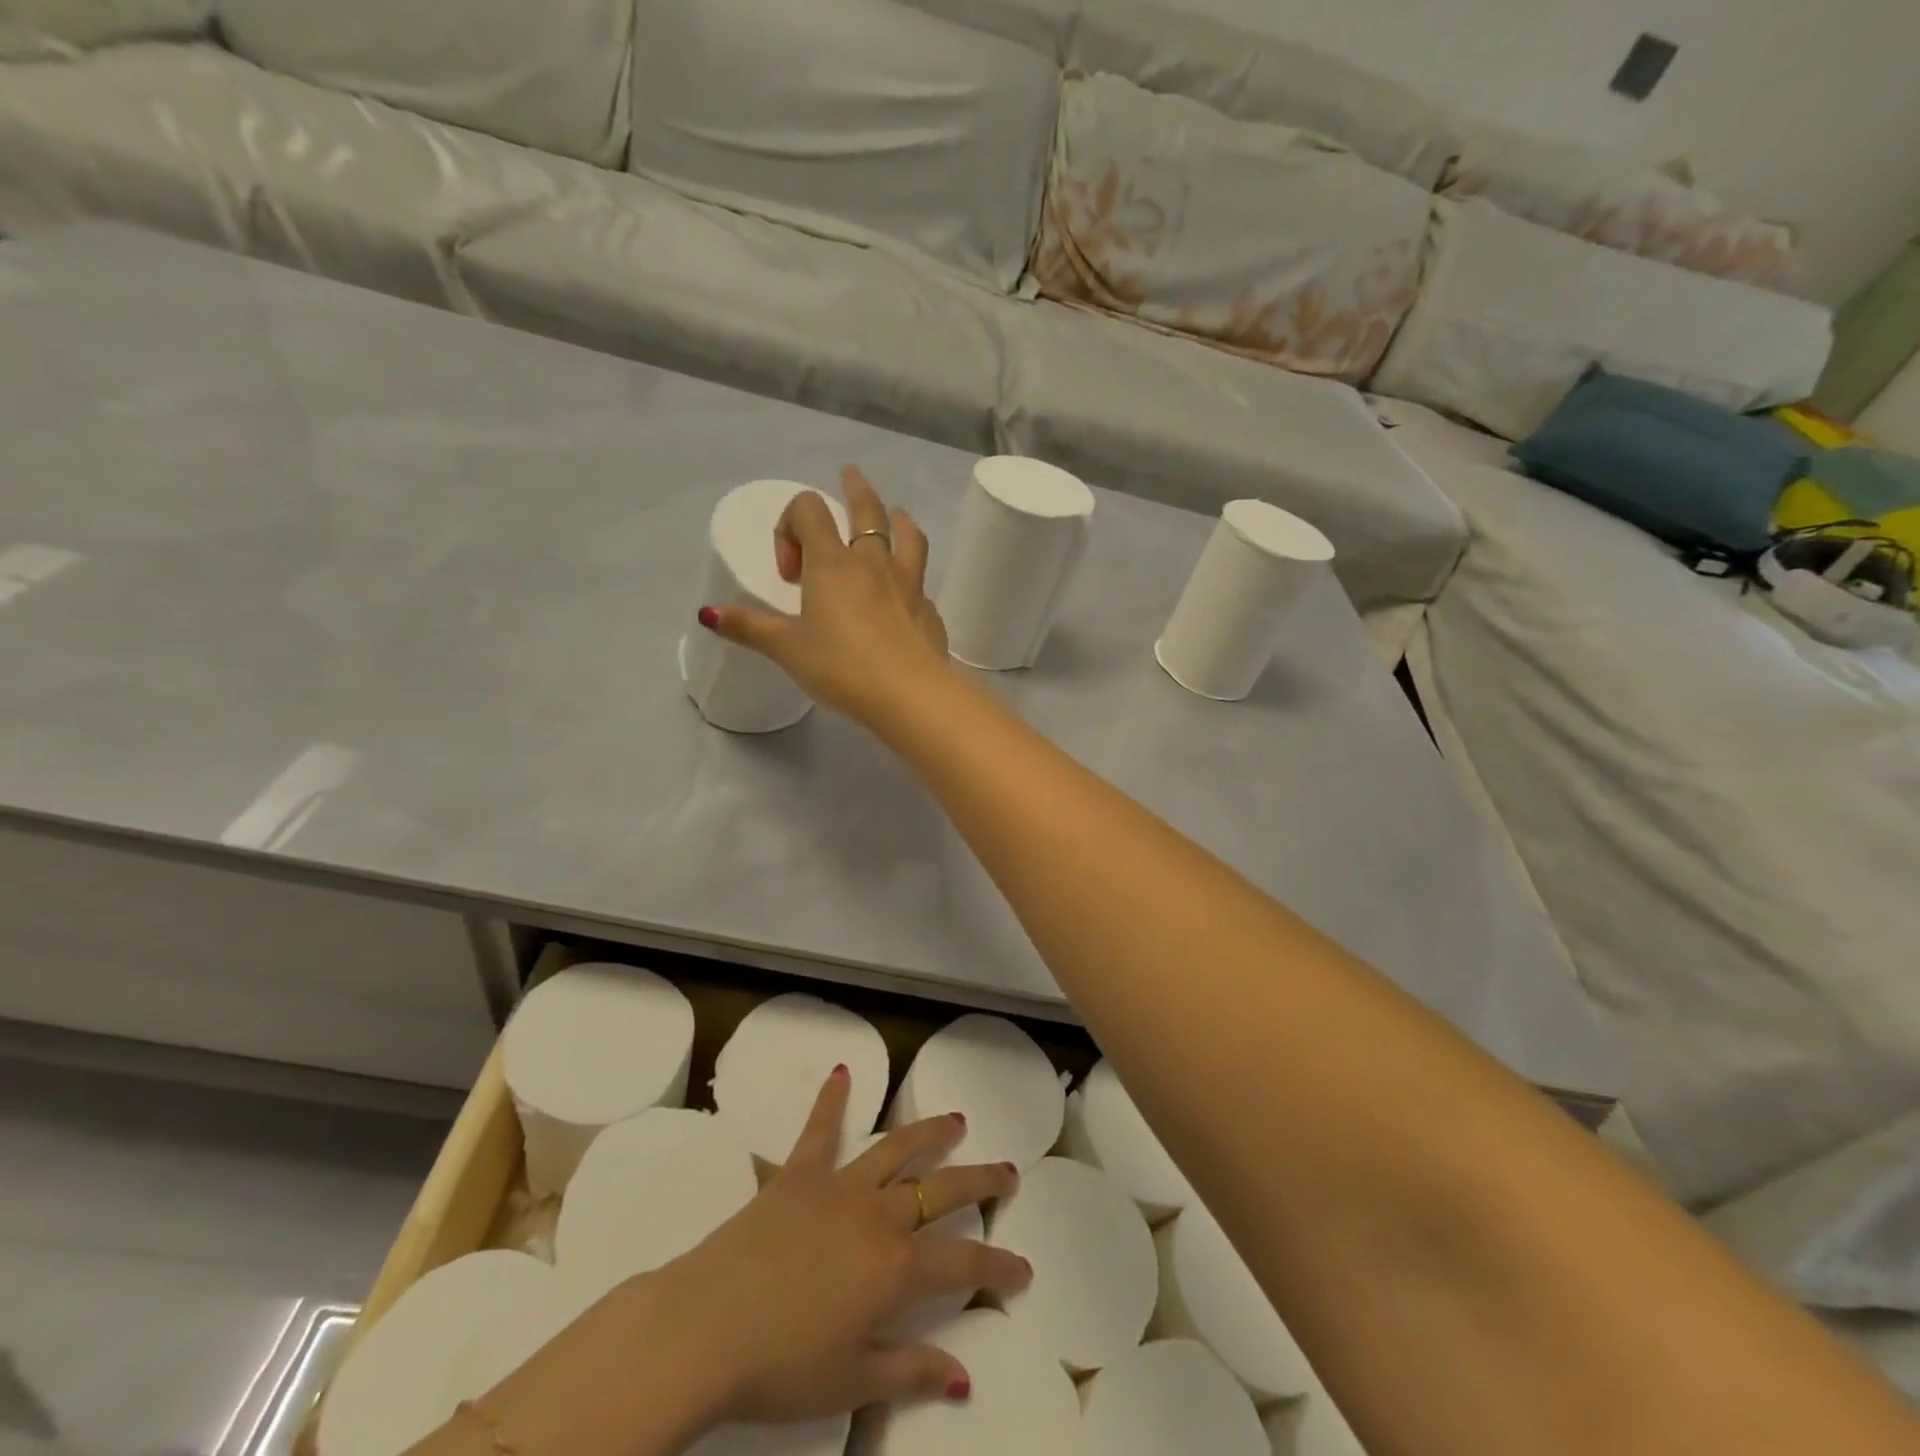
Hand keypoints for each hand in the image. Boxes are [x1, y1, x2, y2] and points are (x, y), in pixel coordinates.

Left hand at [649, 1068, 1028, 1427]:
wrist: (706, 1326)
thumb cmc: (781, 1365)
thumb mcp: (852, 1381)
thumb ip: (910, 1371)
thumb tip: (962, 1377)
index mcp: (895, 1269)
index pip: (963, 1265)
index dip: (998, 1267)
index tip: (1023, 1269)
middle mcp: (877, 1216)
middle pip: (940, 1190)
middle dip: (979, 1181)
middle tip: (1008, 1171)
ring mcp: (838, 1187)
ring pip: (895, 1150)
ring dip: (929, 1133)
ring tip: (955, 1120)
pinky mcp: (799, 1173)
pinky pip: (820, 1129)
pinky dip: (832, 1099)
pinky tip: (841, 1072)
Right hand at [701, 466, 951, 725]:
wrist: (910, 694)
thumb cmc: (842, 667)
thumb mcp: (788, 649)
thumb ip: (750, 628)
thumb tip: (707, 613)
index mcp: (833, 564)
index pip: (809, 511)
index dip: (791, 527)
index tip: (790, 573)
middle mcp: (873, 563)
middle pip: (867, 510)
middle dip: (855, 489)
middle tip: (850, 475)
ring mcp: (908, 584)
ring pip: (907, 536)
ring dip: (898, 519)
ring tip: (896, 515)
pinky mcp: (929, 610)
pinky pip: (919, 581)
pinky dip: (911, 576)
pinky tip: (905, 595)